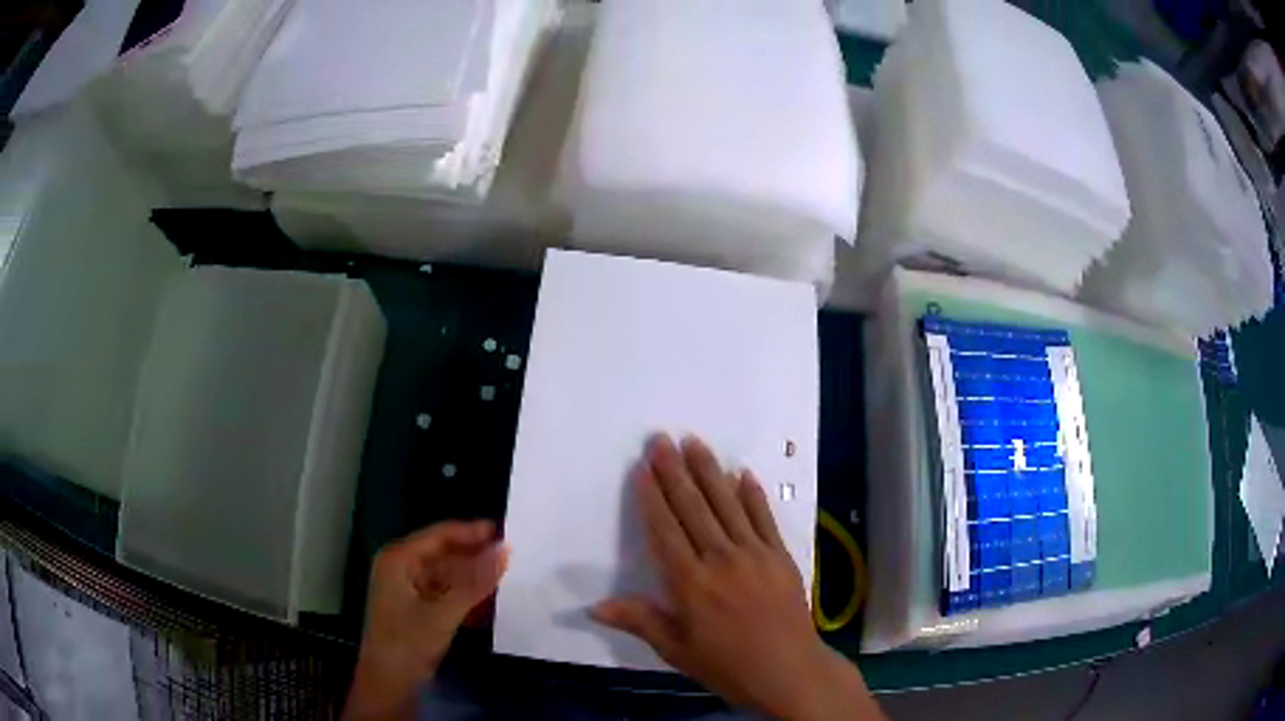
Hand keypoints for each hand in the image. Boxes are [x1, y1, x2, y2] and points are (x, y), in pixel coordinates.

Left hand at [344, 521, 507, 720]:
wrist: (388, 683)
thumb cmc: (408, 643)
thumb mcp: (444, 614)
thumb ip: (475, 582)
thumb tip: (505, 550)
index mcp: (399, 559)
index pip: (440, 534)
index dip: (472, 532)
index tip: (506, 532)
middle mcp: (400, 566)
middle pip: (443, 552)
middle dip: (474, 555)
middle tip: (511, 558)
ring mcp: (406, 587)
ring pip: (446, 573)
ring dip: (472, 576)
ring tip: (505, 578)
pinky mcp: (414, 606)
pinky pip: (444, 591)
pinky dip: (464, 594)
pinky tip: (487, 601)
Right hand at [593, 435, 881, 720]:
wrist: (788, 670)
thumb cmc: (726, 664)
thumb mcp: (676, 649)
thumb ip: (639, 621)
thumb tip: (593, 605)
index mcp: (691, 583)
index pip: (665, 530)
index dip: (652, 497)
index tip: (642, 468)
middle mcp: (721, 559)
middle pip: (694, 508)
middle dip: (675, 472)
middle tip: (662, 439)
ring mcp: (755, 554)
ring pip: (727, 504)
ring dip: (710, 471)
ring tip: (694, 442)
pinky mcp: (780, 555)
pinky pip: (764, 518)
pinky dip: (753, 494)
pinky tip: (743, 473)